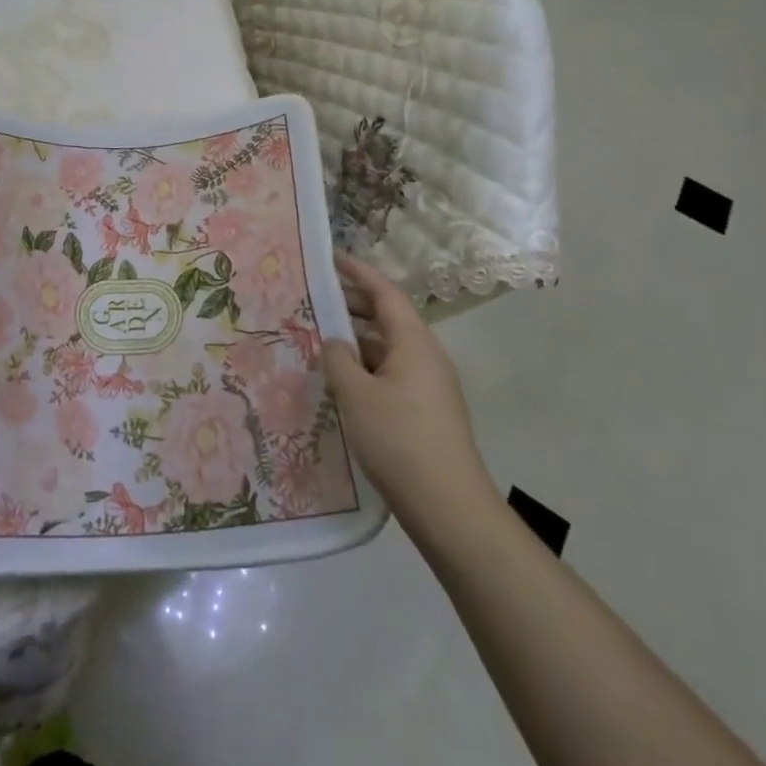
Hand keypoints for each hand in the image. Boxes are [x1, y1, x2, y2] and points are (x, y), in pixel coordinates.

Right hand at [323, 252, 497, 539]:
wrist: (449, 508)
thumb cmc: (399, 440)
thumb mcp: (356, 395)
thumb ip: (338, 359)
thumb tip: (335, 342)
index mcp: (414, 343)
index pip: (385, 293)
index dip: (358, 272)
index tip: (332, 257)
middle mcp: (426, 356)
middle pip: (388, 318)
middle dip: (354, 305)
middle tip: (316, 300)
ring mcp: (430, 386)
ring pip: (389, 349)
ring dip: (358, 341)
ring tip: (321, 342)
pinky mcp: (427, 412)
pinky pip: (392, 374)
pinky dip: (366, 368)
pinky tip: (343, 384)